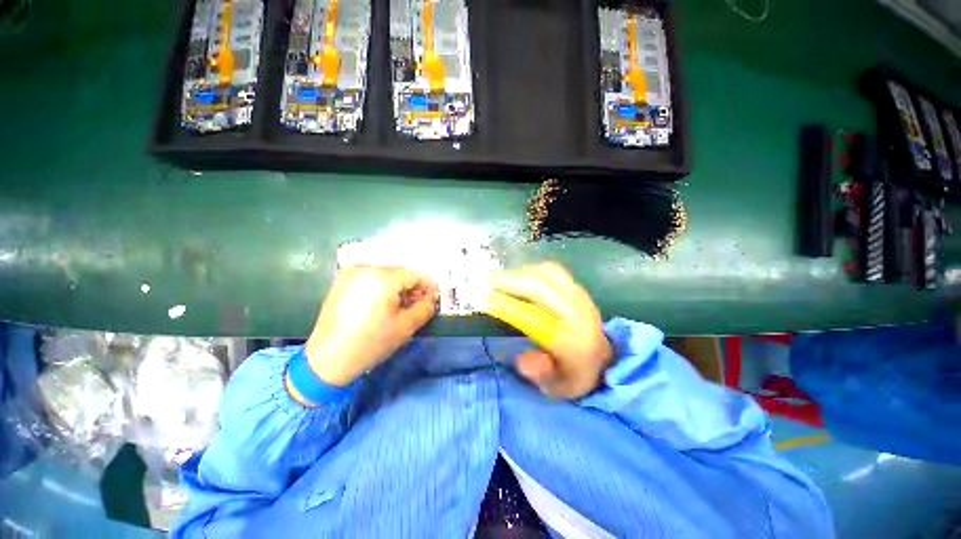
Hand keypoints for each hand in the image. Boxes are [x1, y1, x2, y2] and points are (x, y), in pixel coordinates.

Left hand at [304, 266, 438, 386]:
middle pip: (399, 273)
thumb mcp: (406, 326)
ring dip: (398, 288)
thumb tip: (431, 299)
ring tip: (403, 306)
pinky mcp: (341, 283)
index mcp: (383, 277)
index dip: (428, 286)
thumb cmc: (371, 342)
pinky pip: (370, 279)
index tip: (434, 298)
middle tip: (420, 304)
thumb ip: (425, 308)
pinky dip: (382, 288)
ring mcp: (351, 274)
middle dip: (413, 287)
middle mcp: (366, 268)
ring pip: (385, 275)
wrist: (328, 359)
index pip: (415, 274)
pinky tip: (384, 304)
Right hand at [487, 262, 611, 398]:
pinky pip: (550, 271)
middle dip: (509, 282)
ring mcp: (580, 294)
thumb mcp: (557, 387)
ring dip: (518, 274)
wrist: (603, 359)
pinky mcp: (576, 286)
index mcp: (576, 340)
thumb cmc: (575, 374)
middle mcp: (580, 311)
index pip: (537, 318)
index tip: (483, 300)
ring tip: (497, 280)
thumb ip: (540, 373)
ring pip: (546, 272)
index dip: (508, 307)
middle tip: (483, 283)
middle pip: (542, 286)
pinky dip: (529, 271)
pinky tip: (516, 278)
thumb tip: (521, 359)